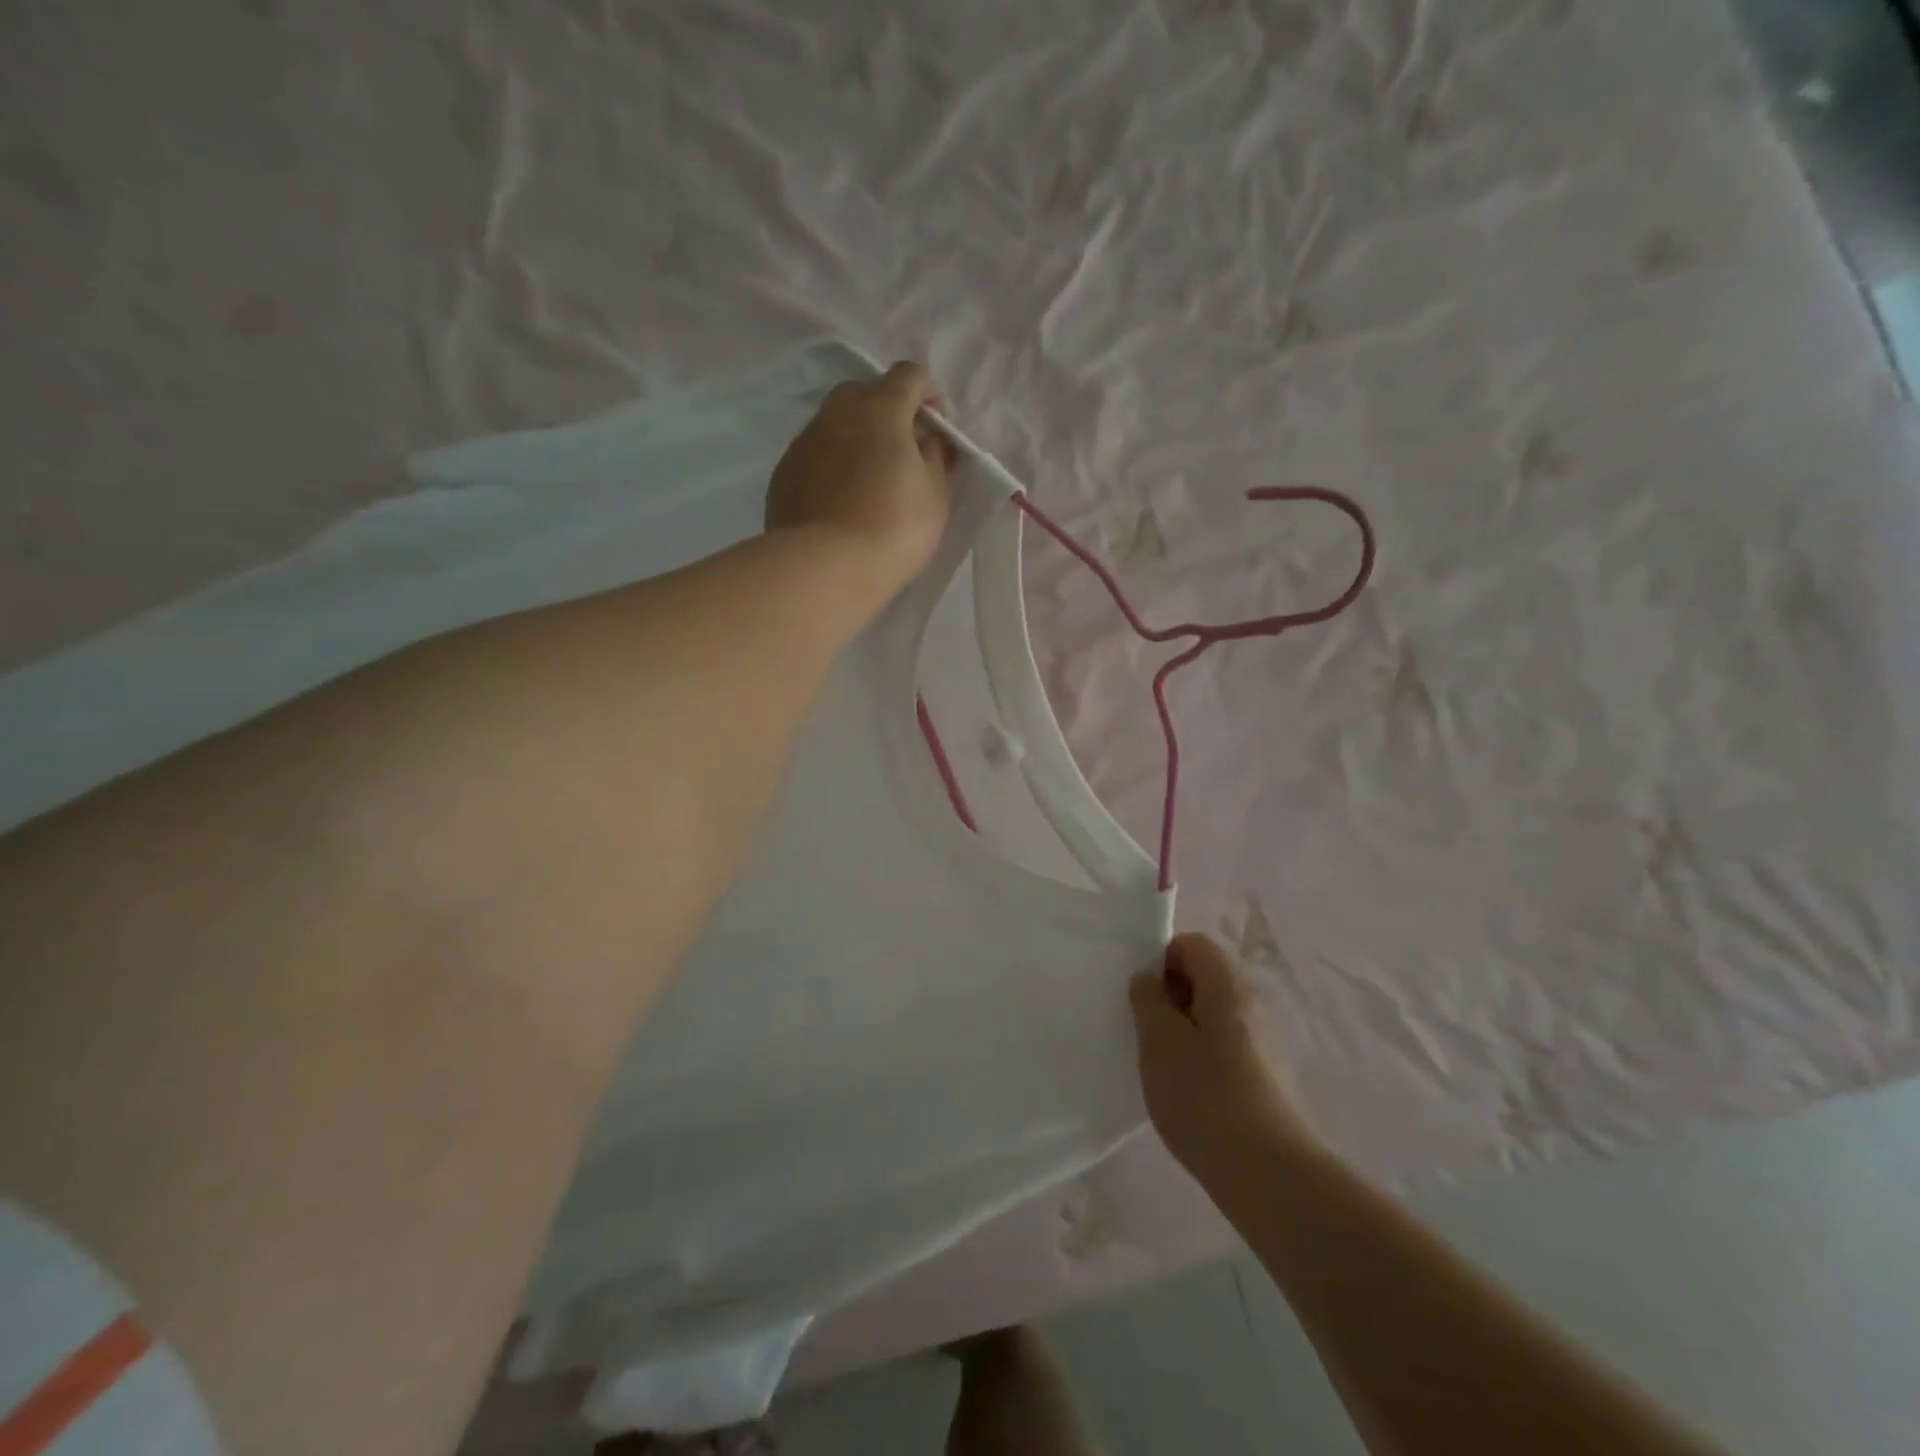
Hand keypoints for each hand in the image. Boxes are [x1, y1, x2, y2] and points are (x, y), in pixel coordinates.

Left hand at [766, 361, 956, 602]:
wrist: (826, 567)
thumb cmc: (894, 528)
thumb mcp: (935, 495)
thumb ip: (936, 458)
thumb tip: (931, 440)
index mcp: (880, 409)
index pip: (909, 375)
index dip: (929, 393)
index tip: (937, 426)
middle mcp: (837, 413)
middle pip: (865, 392)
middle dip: (888, 410)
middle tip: (902, 450)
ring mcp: (804, 441)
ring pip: (835, 423)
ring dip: (856, 438)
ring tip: (869, 479)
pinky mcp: (784, 472)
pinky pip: (815, 455)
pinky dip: (832, 465)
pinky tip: (841, 501)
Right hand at [1130, 934, 1315, 1181]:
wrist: (1265, 1172)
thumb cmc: (1202, 1092)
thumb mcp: (1157, 1038)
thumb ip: (1147, 997)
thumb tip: (1149, 979)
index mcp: (1227, 984)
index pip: (1193, 944)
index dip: (1162, 960)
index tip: (1144, 997)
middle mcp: (1253, 1003)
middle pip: (1205, 978)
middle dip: (1171, 998)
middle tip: (1148, 1032)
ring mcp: (1266, 1042)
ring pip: (1214, 1016)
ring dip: (1185, 1031)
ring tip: (1165, 1067)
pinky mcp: (1268, 1078)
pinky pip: (1227, 1048)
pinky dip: (1204, 1059)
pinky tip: (1190, 1095)